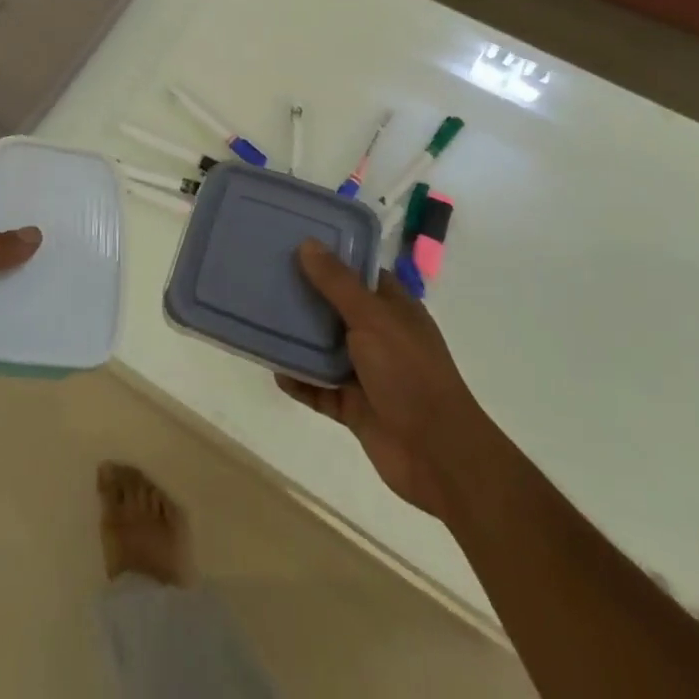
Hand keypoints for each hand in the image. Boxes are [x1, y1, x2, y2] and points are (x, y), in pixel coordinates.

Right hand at [275, 240, 477, 521]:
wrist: (439, 456)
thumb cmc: (410, 373)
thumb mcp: (372, 318)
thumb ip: (337, 283)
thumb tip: (308, 242)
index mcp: (393, 309)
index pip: (357, 273)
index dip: (329, 257)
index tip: (291, 243)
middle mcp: (380, 336)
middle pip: (335, 308)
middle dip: (304, 296)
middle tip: (263, 276)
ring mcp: (367, 373)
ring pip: (324, 349)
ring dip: (297, 340)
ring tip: (259, 319)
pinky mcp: (354, 407)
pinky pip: (319, 389)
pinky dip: (299, 382)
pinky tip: (274, 370)